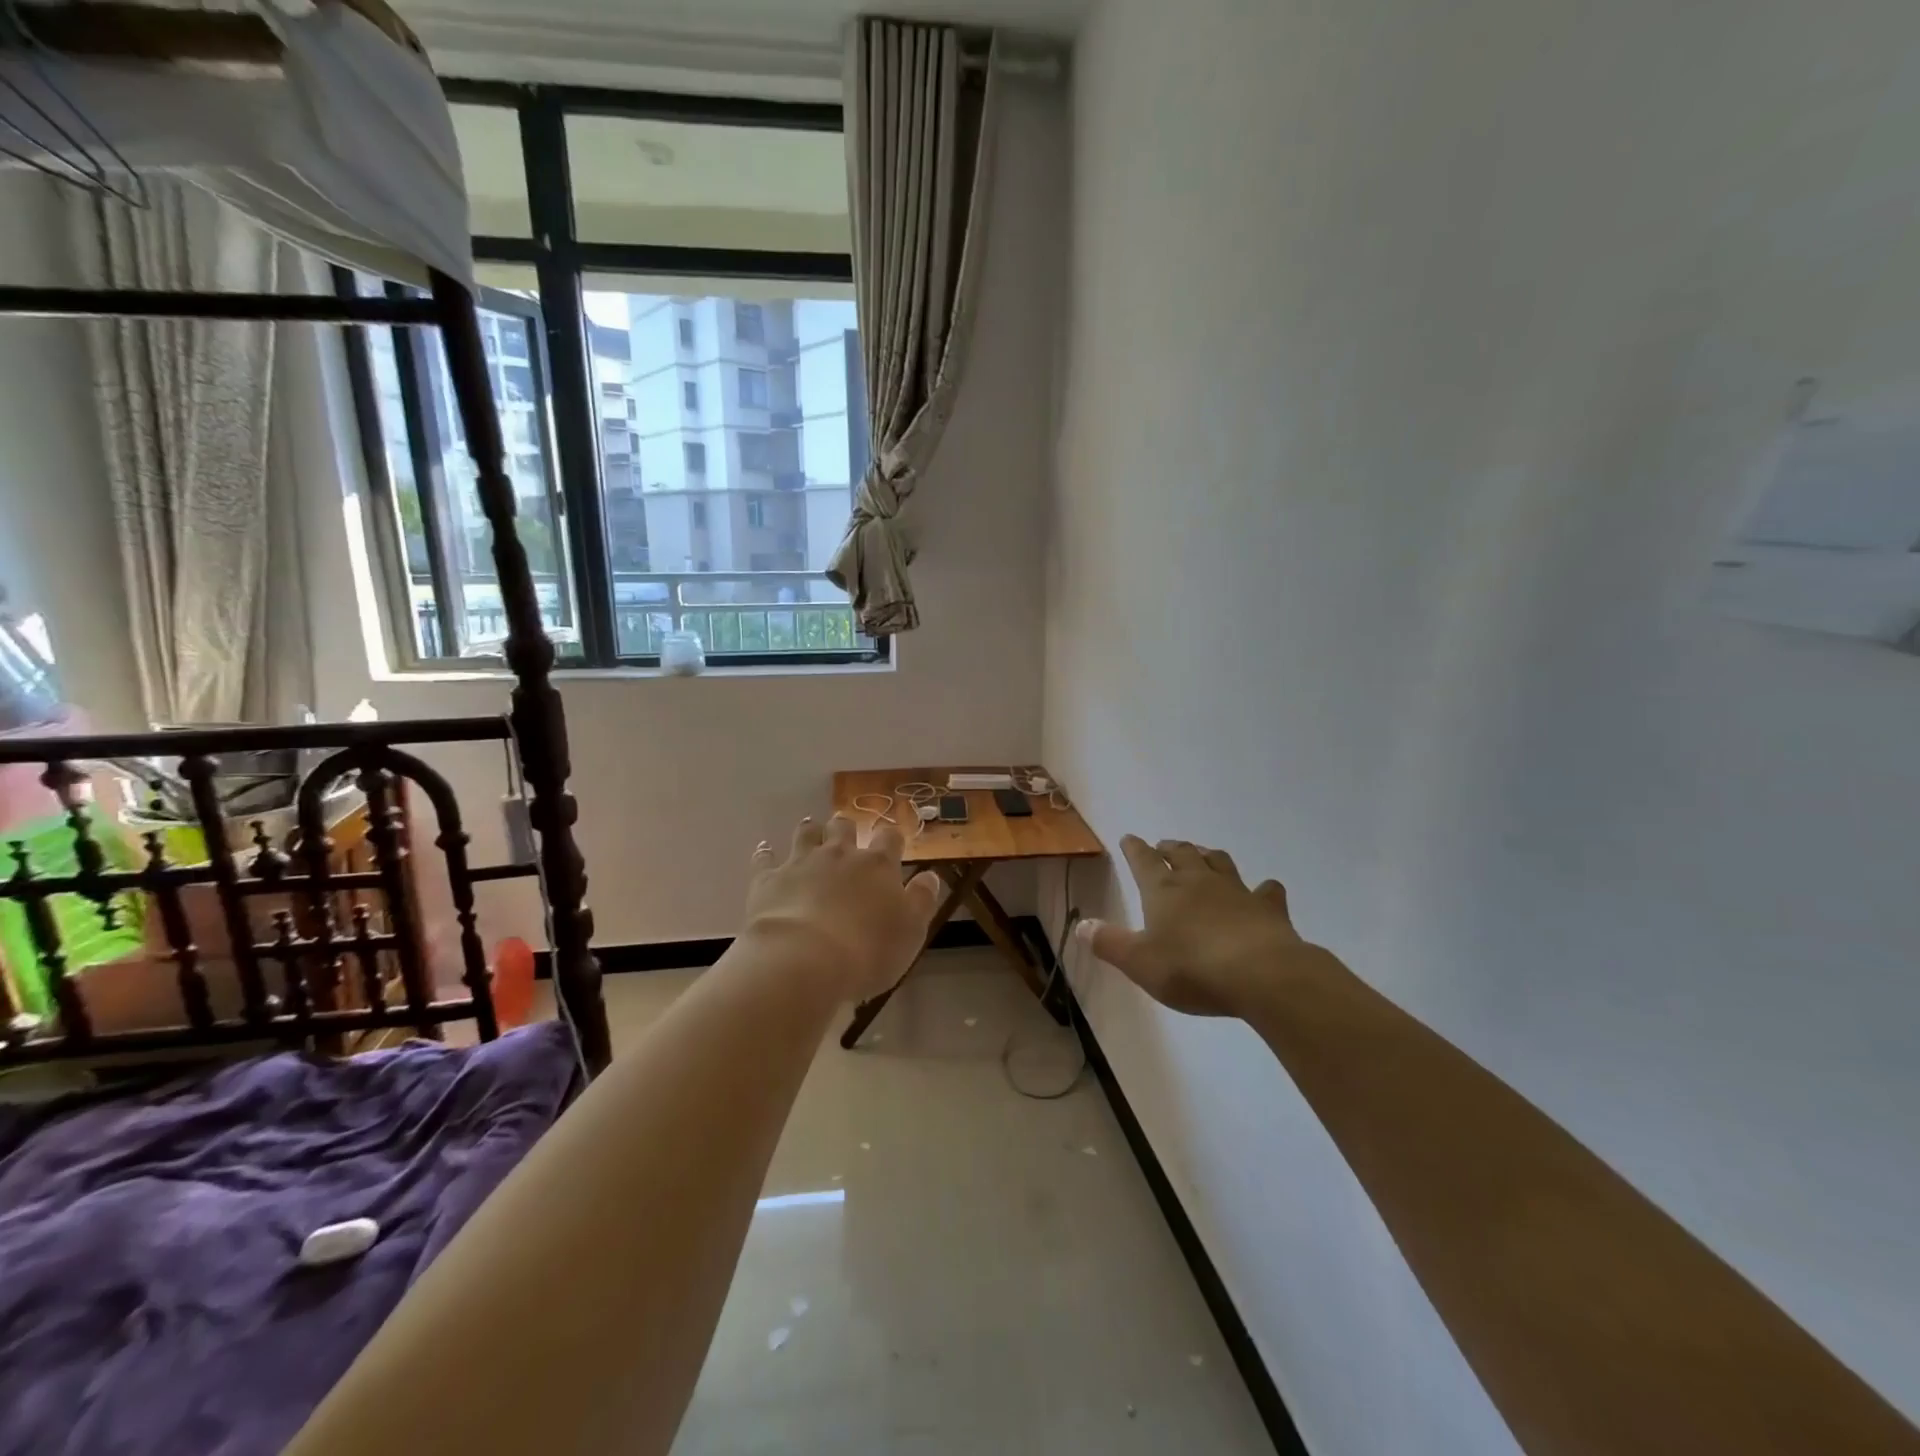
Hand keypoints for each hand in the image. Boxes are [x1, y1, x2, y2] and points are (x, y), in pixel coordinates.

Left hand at [745, 816, 942, 1001]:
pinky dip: (766, 853)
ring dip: (811, 832)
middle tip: (846, 834)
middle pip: (844, 827)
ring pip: (807, 834)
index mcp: (877, 866)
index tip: (892, 843)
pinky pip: (765, 858)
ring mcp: (801, 863)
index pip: (889, 839)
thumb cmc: (867, 950)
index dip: (891, 839)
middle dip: (846, 828)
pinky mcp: (769, 879)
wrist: (804, 960)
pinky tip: (765, 852)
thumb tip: (930, 876)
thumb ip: (922, 900)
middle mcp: (840, 855)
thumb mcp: (911, 931)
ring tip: (811, 832)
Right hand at [1076, 835, 1308, 1017]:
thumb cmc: (1191, 968)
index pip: (1143, 860)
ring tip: (1202, 855)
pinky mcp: (1268, 908)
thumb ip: (1109, 943)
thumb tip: (1081, 925)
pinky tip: (1263, 890)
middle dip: (1169, 848)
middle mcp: (1198, 881)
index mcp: (1163, 890)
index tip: (1129, 838)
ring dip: (1208, 856)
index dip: (1134, 849)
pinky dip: (1262, 888)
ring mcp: (1237, 891)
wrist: (1261, 974)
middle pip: (1182, 853)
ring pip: (1219, 862)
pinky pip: (1266, 890)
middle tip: (1162, 846)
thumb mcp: (1139, 962)